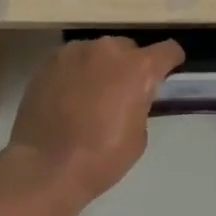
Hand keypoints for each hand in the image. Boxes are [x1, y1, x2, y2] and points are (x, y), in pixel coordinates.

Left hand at [7, 36, 184, 201]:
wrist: (46, 167)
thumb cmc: (101, 157)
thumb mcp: (138, 135)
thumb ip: (140, 103)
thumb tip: (131, 96)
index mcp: (137, 67)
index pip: (167, 50)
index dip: (170, 62)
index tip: (166, 73)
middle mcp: (107, 49)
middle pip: (128, 48)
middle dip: (130, 65)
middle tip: (122, 91)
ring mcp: (74, 52)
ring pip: (97, 52)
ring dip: (101, 66)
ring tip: (91, 94)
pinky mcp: (48, 62)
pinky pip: (72, 61)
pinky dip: (75, 73)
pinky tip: (68, 97)